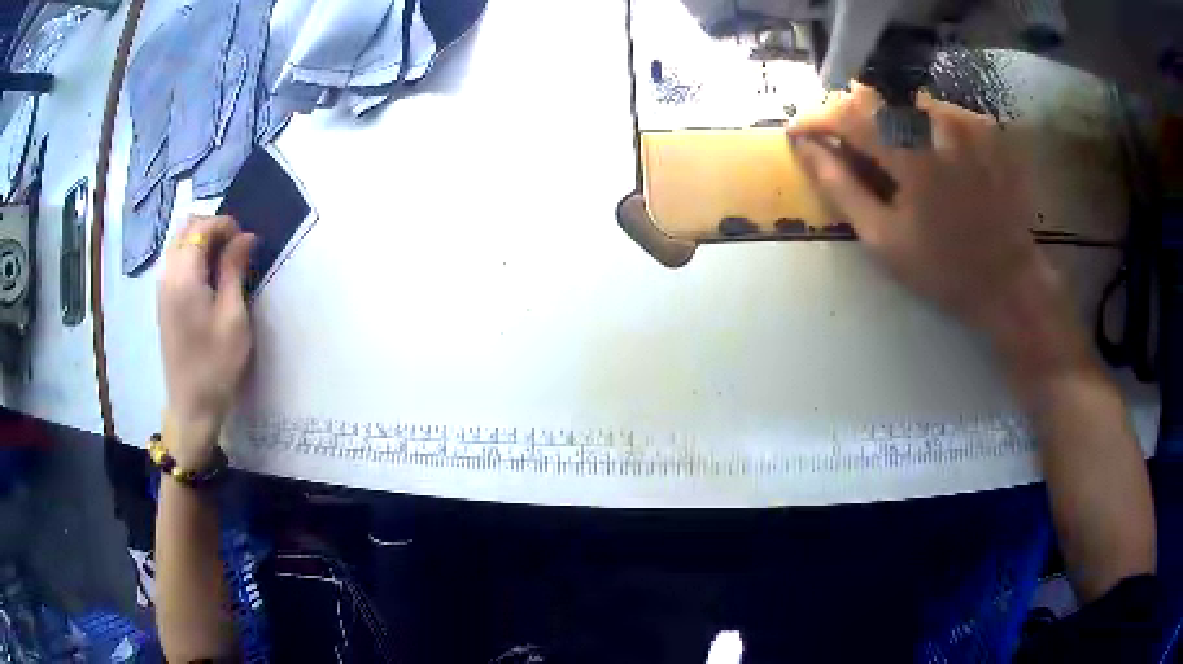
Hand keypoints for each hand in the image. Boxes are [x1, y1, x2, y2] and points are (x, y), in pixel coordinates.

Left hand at [158, 215, 255, 468]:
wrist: (192, 406)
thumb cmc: (216, 364)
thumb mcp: (234, 318)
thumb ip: (235, 271)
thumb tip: (245, 237)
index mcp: (184, 277)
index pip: (201, 228)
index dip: (225, 225)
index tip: (247, 241)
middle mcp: (168, 275)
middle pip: (185, 228)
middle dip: (211, 228)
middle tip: (235, 248)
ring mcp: (162, 289)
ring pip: (178, 243)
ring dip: (201, 241)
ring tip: (224, 261)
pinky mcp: (163, 302)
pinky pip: (174, 261)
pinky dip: (191, 256)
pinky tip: (208, 277)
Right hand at [787, 86, 1075, 354]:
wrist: (1009, 282)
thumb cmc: (943, 270)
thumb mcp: (883, 239)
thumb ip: (839, 186)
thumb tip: (803, 145)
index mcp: (913, 155)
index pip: (849, 113)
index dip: (817, 118)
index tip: (799, 132)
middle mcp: (940, 123)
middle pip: (877, 97)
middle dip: (851, 117)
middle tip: (845, 147)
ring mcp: (967, 120)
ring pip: (905, 99)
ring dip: (885, 120)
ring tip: (889, 157)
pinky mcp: (984, 125)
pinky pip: (936, 109)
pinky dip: (918, 125)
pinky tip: (926, 157)